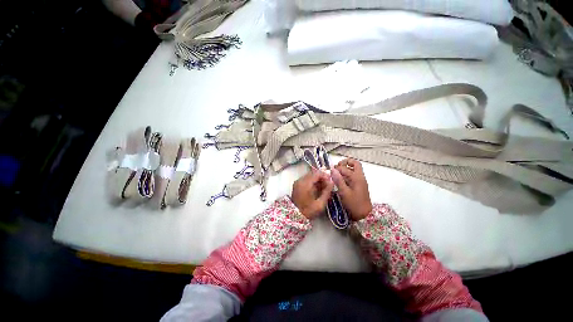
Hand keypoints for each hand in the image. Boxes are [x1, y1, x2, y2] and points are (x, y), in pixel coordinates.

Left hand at [291, 170, 334, 218]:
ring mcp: (297, 182)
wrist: (294, 216)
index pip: (317, 173)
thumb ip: (327, 192)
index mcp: (305, 184)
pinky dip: (312, 182)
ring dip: (317, 180)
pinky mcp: (296, 185)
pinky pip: (306, 179)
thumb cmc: (308, 211)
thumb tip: (332, 182)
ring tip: (323, 188)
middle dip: (321, 178)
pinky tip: (316, 189)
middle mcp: (300, 180)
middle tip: (328, 185)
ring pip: (310, 176)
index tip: (330, 182)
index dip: (325, 176)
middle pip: (313, 173)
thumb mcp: (320, 204)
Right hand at [331, 158, 372, 220]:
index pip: (345, 168)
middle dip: (345, 162)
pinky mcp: (359, 185)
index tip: (330, 171)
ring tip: (336, 173)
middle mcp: (360, 177)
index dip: (337, 168)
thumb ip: (338, 180)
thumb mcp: (344, 192)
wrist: (364, 215)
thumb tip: (332, 169)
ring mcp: (360, 181)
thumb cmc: (354, 204)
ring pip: (354, 169)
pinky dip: (347, 174)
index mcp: (357, 177)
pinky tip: (340, 179)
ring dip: (346, 168)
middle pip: (355, 164)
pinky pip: (353, 176)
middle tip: (336, 167)